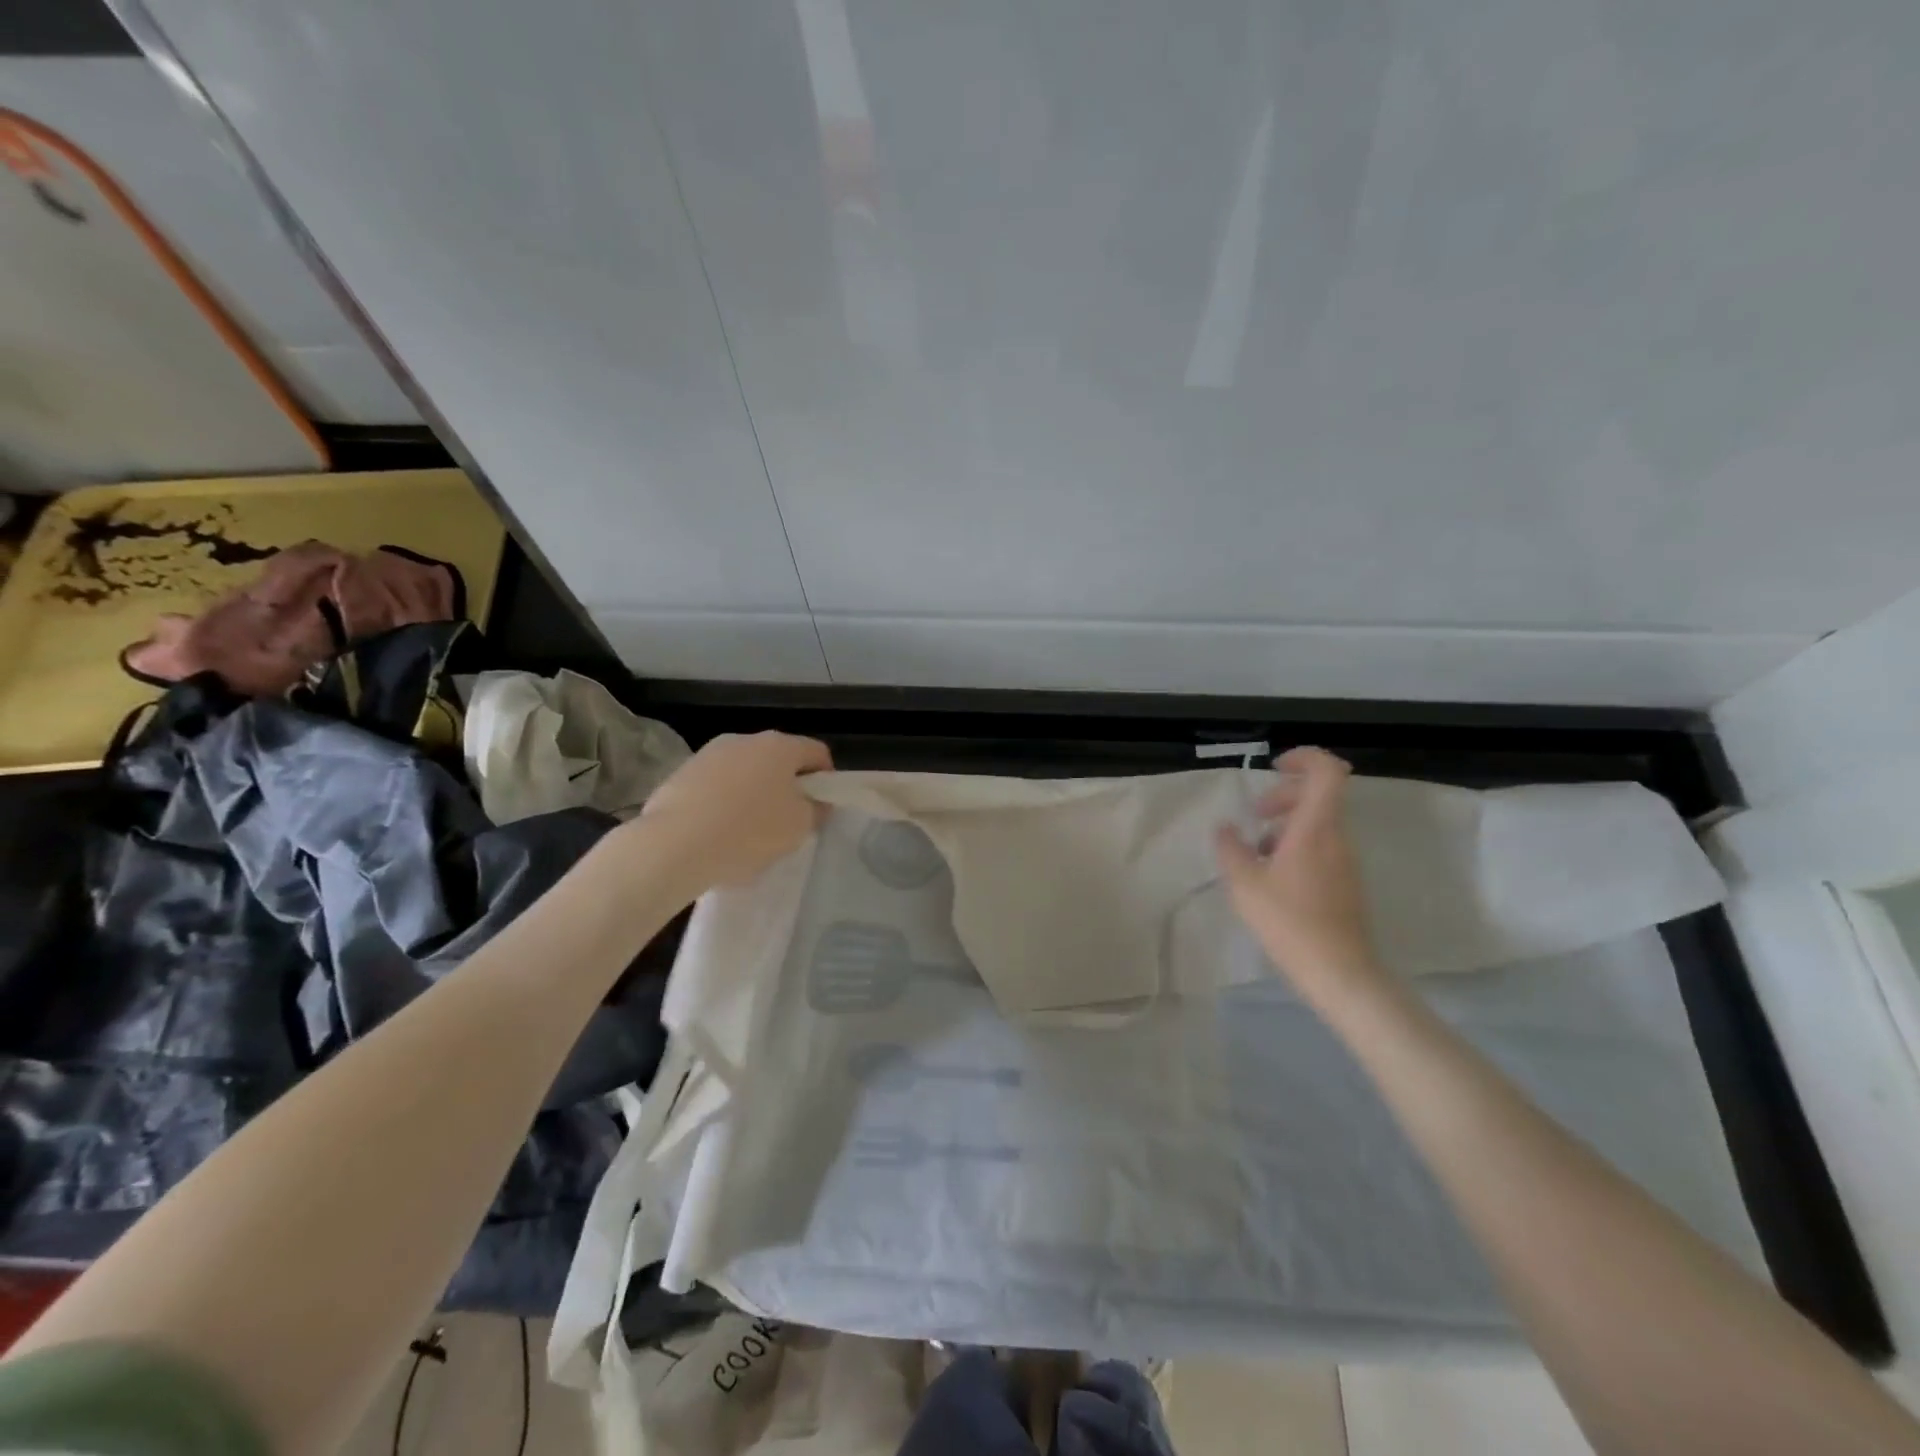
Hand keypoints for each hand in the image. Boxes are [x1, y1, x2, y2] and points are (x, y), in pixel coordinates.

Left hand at [638, 731, 833, 889]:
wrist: (674, 845)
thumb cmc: (749, 831)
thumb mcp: (799, 827)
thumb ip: (816, 810)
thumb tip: (815, 802)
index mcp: (780, 746)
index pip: (817, 752)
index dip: (826, 779)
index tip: (821, 807)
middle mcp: (745, 739)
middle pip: (779, 759)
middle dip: (787, 786)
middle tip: (787, 821)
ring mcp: (709, 754)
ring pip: (745, 771)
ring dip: (753, 793)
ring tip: (748, 830)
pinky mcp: (681, 773)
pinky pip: (716, 785)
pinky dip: (723, 802)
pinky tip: (718, 832)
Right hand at [1215, 747, 1386, 1007]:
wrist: (1339, 972)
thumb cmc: (1289, 922)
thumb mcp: (1244, 883)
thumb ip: (1230, 848)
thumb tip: (1225, 827)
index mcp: (1315, 828)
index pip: (1327, 771)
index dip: (1304, 758)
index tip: (1274, 768)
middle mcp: (1337, 837)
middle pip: (1319, 795)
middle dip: (1284, 794)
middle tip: (1255, 815)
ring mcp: (1345, 861)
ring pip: (1319, 823)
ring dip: (1286, 824)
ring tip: (1256, 851)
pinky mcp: (1346, 882)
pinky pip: (1322, 846)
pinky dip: (1296, 846)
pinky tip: (1272, 876)